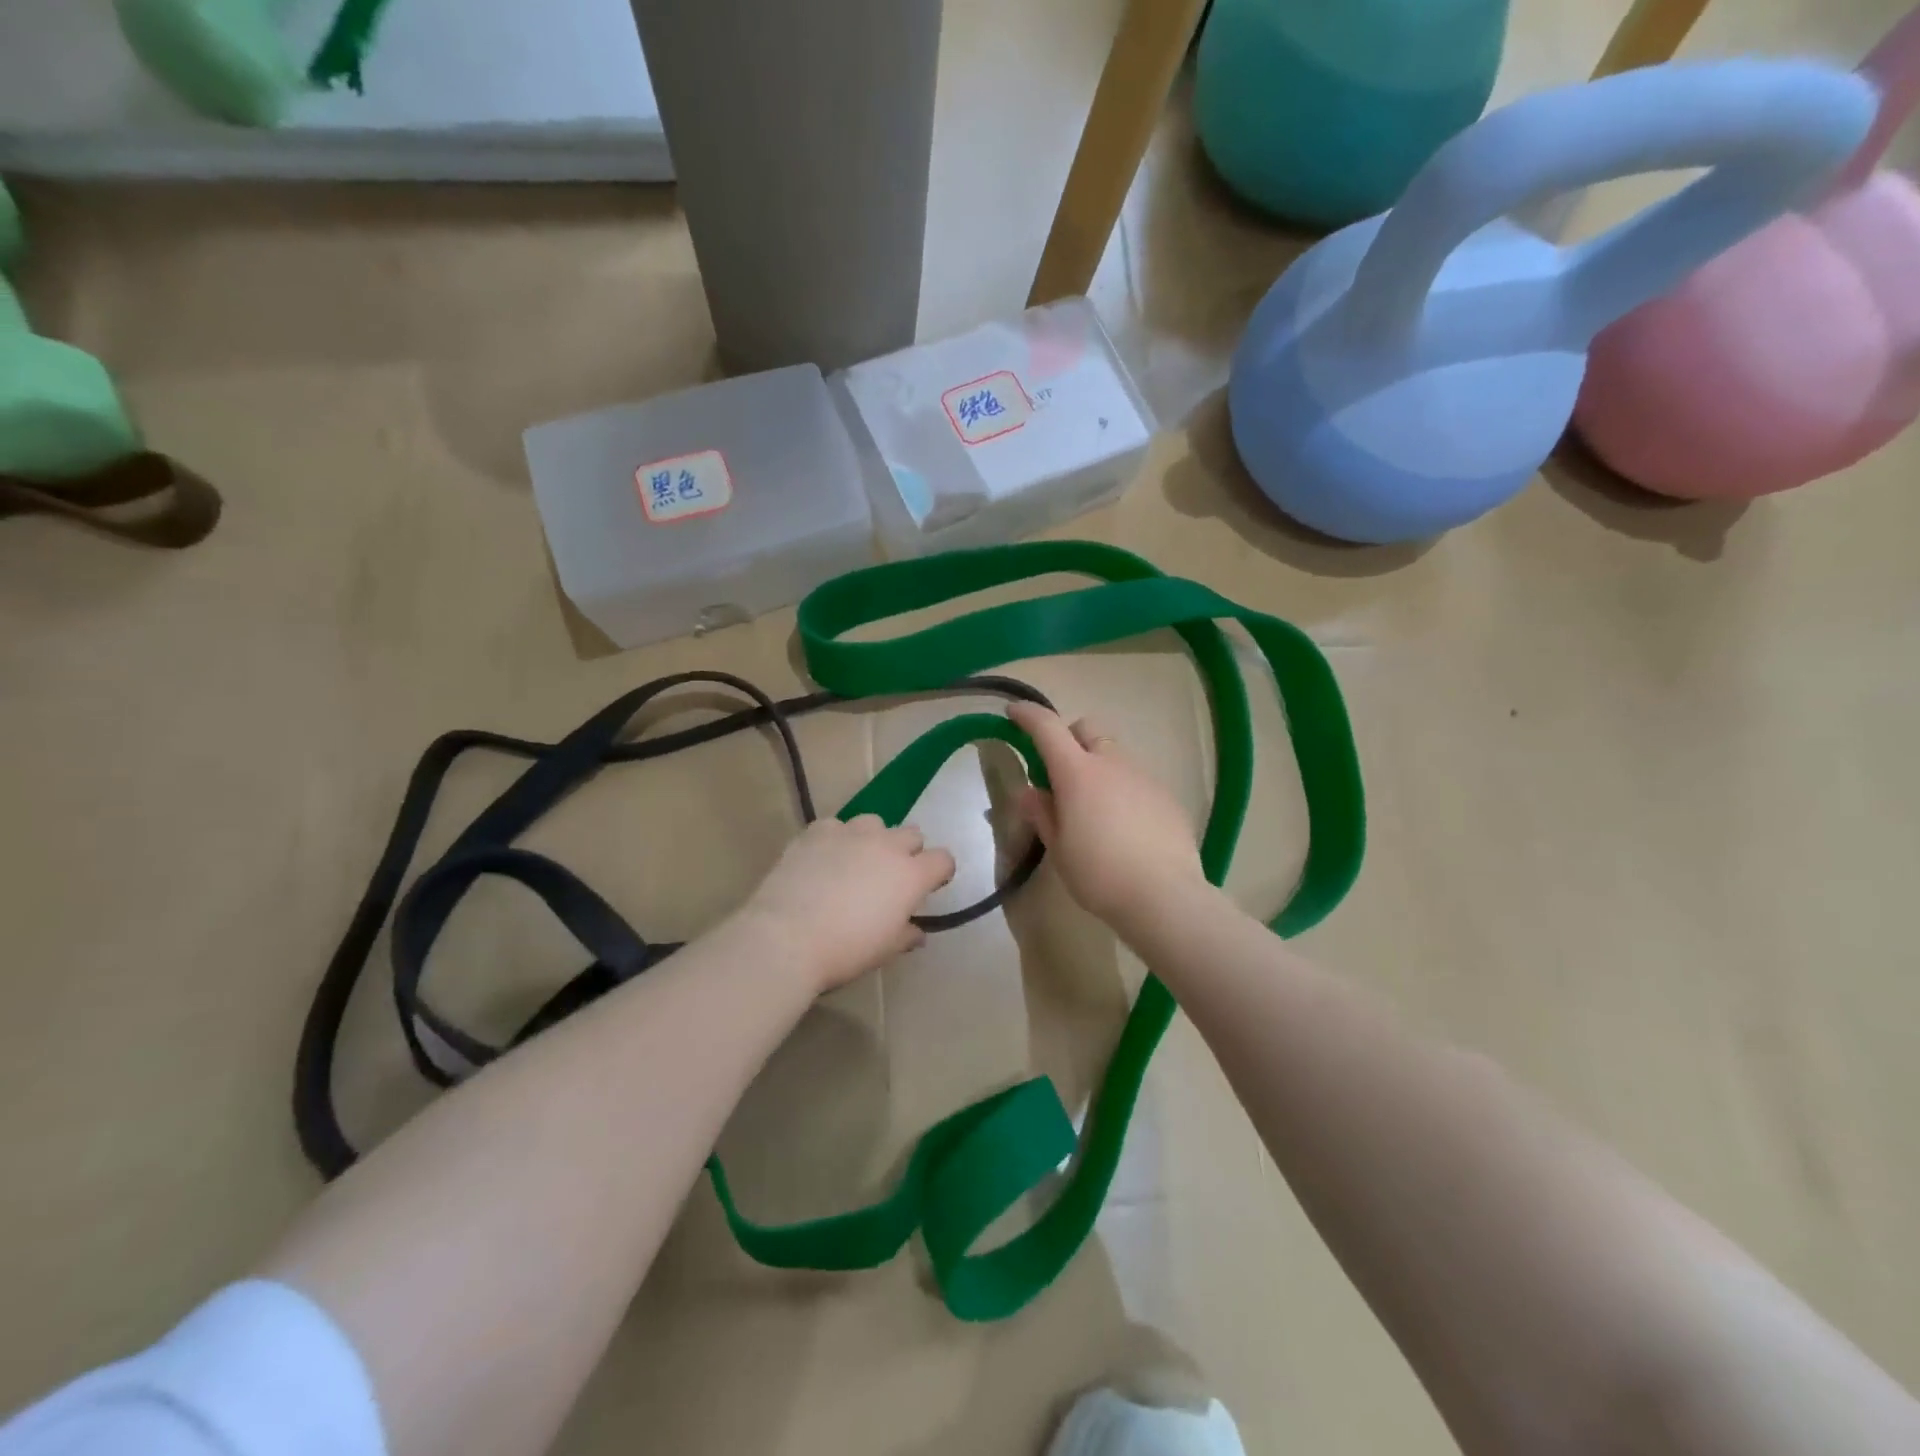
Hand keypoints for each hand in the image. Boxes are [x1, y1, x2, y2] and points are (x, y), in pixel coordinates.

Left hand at [739, 816, 956, 993]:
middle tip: (891, 877)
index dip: (940, 872)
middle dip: (909, 851)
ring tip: (856, 861)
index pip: (943, 860)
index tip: (930, 886)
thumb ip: (906, 935)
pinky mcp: (817, 831)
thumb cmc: (845, 949)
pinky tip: (822, 859)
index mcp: (911, 875)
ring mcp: (851, 833)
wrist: (786, 937)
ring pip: (874, 822)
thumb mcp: (884, 950)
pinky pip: (836, 826)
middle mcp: (887, 845)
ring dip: (873, 839)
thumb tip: (916, 932)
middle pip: (912, 834)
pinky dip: (835, 839)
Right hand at [1007, 703, 1207, 928]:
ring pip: (1114, 754)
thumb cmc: (1099, 874)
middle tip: (1059, 773)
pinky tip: (1125, 826)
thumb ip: (1042, 814)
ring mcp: (1144, 776)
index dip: (1027, 715)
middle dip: (1068, 739)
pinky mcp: (1167, 796)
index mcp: (1077, 772)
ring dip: (1097, 766)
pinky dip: (1122, 789)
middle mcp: (1112, 763)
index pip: (1047, 727)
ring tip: (1094, 808)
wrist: (1164, 896)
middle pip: (1086, 729)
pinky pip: (1137, 779)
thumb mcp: (1058, 848)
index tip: (1013, 713)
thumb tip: (1030, 792)